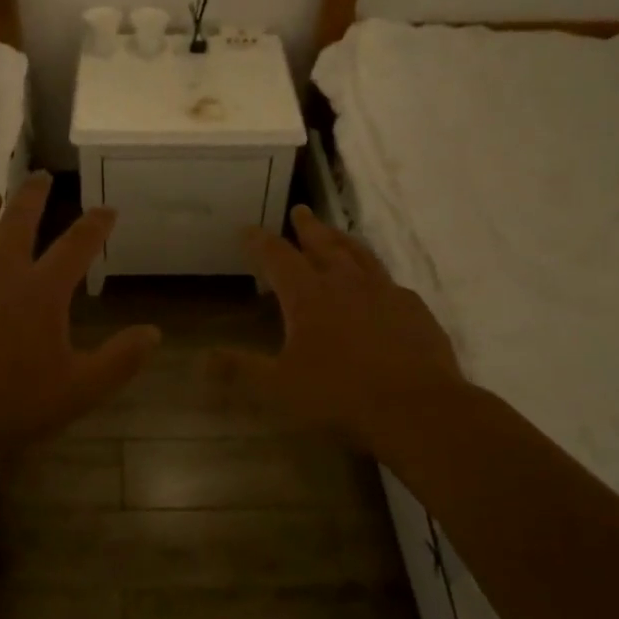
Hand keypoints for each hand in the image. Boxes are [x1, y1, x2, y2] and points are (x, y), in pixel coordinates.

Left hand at [0, 172, 159, 464]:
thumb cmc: (9, 403)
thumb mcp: (78, 390)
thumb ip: (119, 360)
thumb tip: (154, 333)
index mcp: (40, 291)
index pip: (76, 245)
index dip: (96, 224)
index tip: (107, 209)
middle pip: (18, 220)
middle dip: (33, 194)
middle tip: (40, 176)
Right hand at [214, 205, 471, 464]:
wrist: (416, 407)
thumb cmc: (340, 395)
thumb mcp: (280, 386)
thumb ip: (241, 369)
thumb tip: (202, 359)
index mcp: (309, 296)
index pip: (278, 257)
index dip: (260, 242)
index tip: (248, 228)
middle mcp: (346, 283)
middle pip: (323, 244)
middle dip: (307, 227)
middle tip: (300, 210)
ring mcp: (384, 292)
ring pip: (360, 254)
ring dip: (344, 240)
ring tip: (336, 232)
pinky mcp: (413, 309)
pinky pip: (390, 282)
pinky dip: (376, 275)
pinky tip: (380, 285)